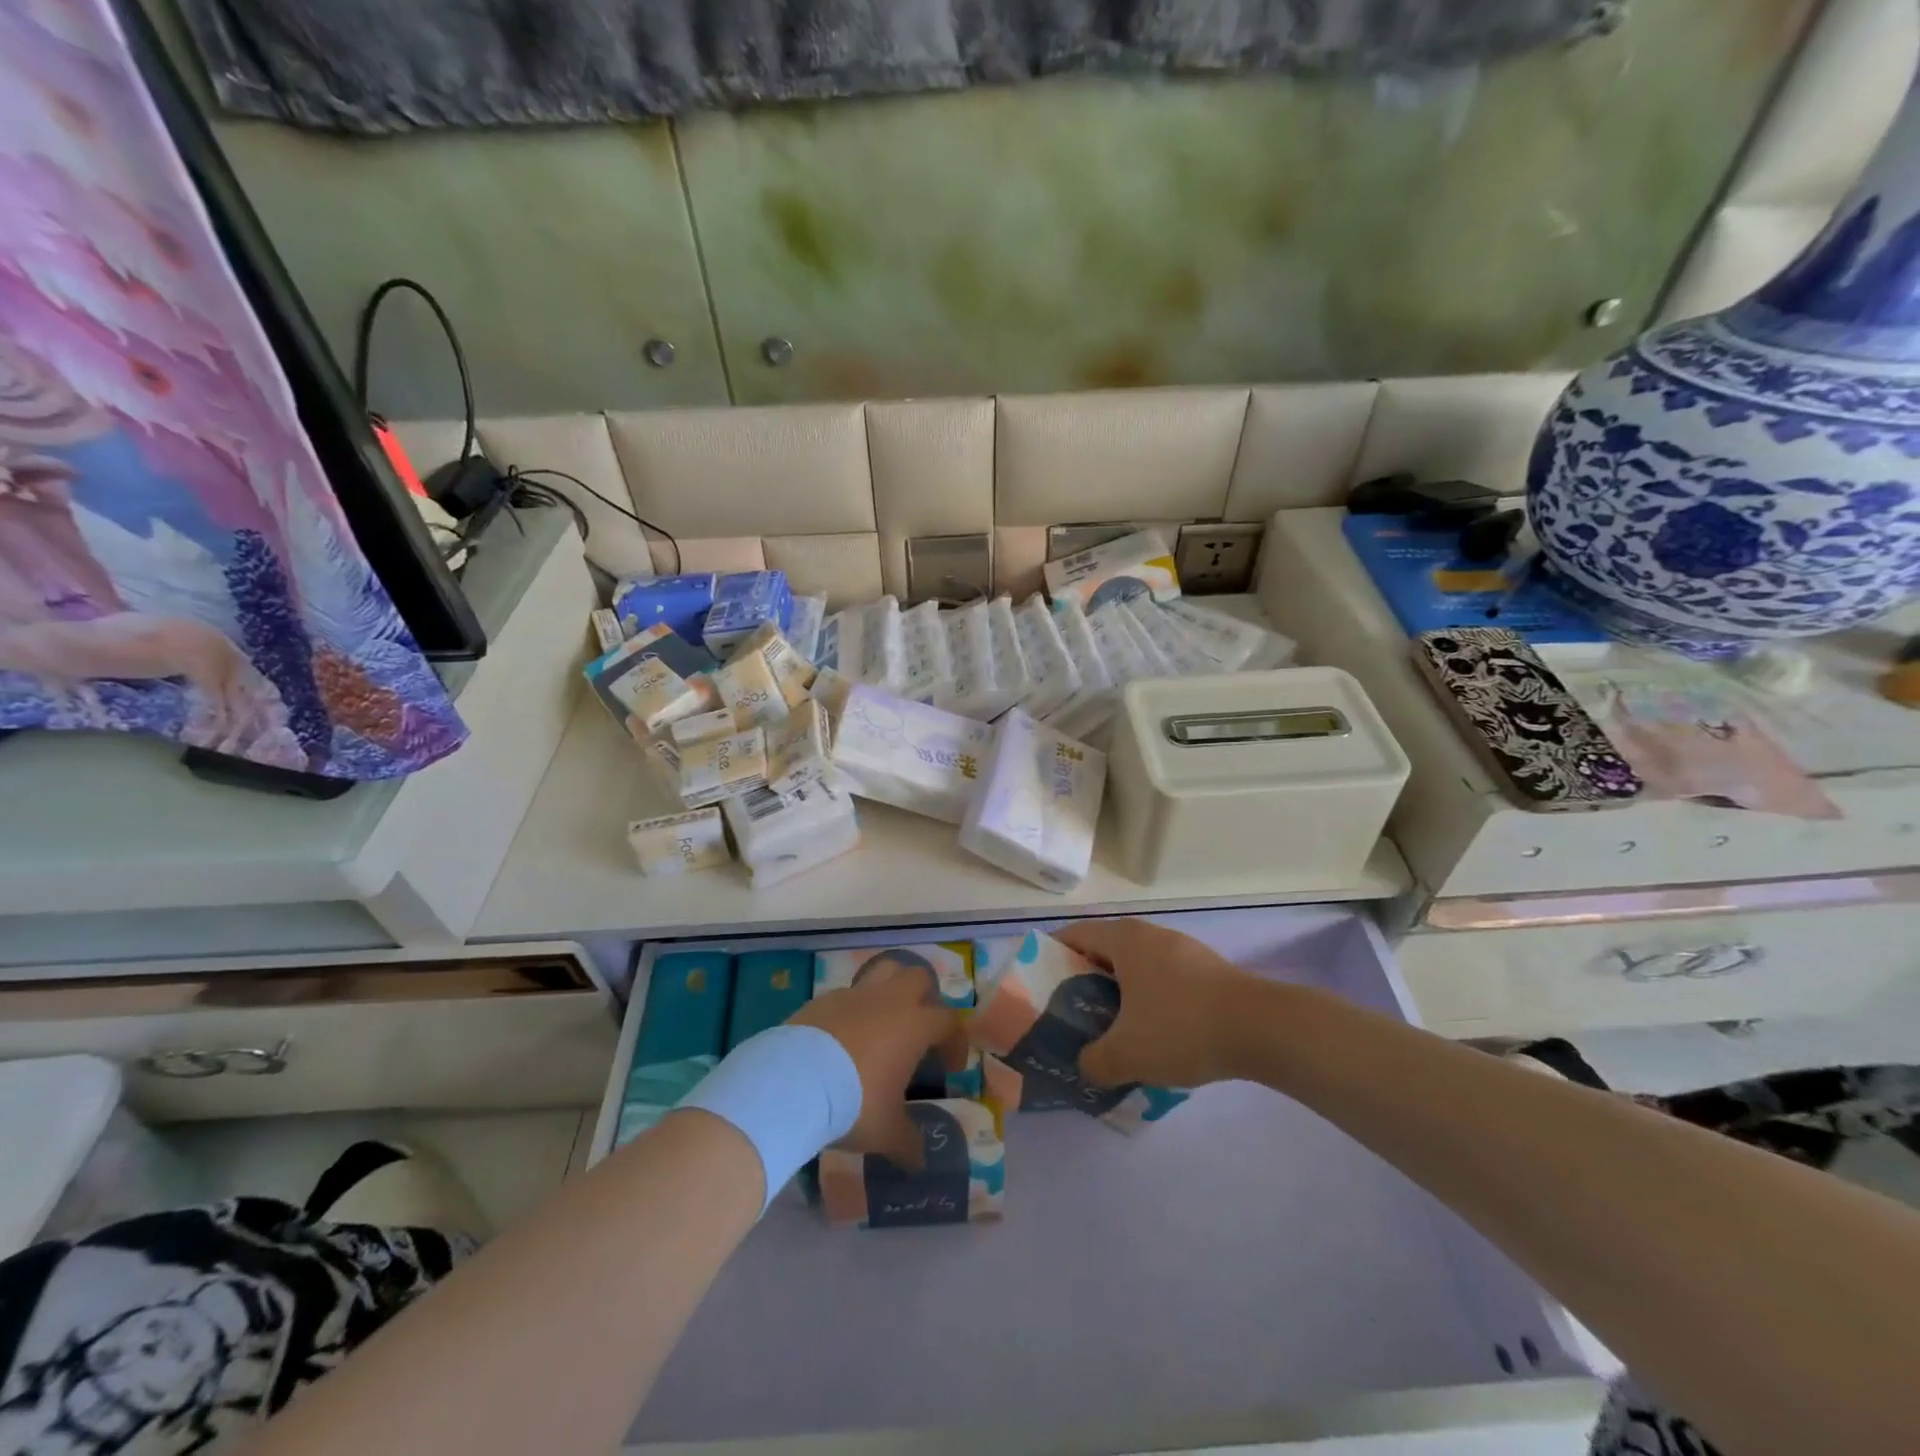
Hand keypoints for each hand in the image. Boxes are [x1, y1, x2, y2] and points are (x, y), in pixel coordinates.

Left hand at [790, 955, 958, 1169]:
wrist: (794, 1082)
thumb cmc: (854, 1103)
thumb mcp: (886, 1131)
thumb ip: (908, 1142)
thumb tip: (920, 1161)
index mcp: (914, 1025)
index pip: (949, 1021)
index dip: (955, 1041)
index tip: (950, 1067)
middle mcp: (889, 1000)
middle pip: (918, 978)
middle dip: (925, 998)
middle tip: (919, 1031)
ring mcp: (854, 995)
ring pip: (883, 972)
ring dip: (890, 990)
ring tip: (884, 1022)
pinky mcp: (823, 999)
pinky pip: (847, 995)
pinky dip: (853, 1010)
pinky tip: (844, 1038)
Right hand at [1054, 919, 1257, 1088]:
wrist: (1263, 1028)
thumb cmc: (1182, 1027)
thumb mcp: (1127, 1054)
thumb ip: (1094, 1062)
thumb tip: (1085, 1066)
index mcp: (1123, 940)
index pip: (1073, 935)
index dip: (1050, 955)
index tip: (1038, 985)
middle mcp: (1149, 934)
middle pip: (1103, 950)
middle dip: (1083, 980)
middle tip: (1070, 1014)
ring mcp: (1181, 949)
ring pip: (1135, 966)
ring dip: (1118, 992)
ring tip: (1109, 1027)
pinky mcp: (1206, 969)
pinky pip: (1161, 978)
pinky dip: (1147, 998)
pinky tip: (1152, 1033)